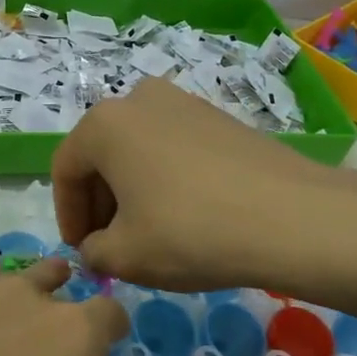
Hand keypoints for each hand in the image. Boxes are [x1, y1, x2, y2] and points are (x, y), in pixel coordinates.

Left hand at [0, 259, 176, 355]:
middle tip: (62, 312)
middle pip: (53, 276)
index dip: (115, 323)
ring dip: (16, 287)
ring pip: (4, 276)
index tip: (113, 338)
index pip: (108, 310)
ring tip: (14, 306)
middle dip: (65, 290)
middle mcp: (21, 299)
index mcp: (70, 333)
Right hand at [53, 75, 356, 293]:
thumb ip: (93, 251)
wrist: (292, 218)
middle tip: (110, 245)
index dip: (67, 216)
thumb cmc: (190, 232)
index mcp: (103, 123)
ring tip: (148, 233)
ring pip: (137, 150)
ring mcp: (182, 103)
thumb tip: (97, 247)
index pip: (65, 170)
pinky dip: (165, 179)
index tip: (81, 251)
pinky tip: (185, 216)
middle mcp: (137, 99)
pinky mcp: (218, 118)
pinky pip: (172, 148)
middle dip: (99, 203)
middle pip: (101, 155)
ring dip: (131, 191)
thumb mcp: (125, 256)